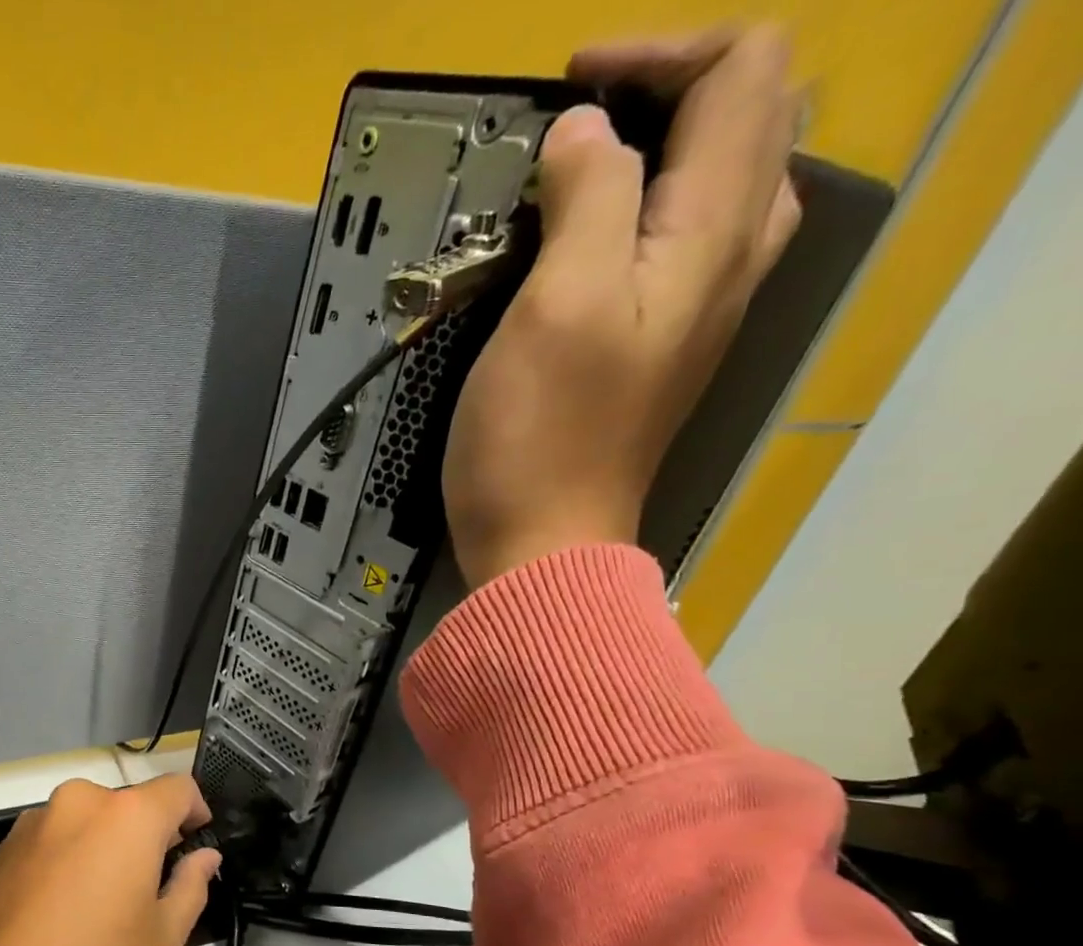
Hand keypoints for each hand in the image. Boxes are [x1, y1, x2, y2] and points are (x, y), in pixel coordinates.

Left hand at [0, 775, 220, 945]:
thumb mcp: (163, 938)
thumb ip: (191, 885)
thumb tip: (203, 856)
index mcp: (126, 817)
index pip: (178, 789)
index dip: (197, 812)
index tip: (196, 844)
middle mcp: (78, 803)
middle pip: (128, 804)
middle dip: (146, 835)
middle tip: (150, 886)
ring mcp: (32, 823)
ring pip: (86, 821)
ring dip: (103, 845)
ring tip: (100, 902)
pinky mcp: (1, 849)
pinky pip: (51, 838)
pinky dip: (67, 857)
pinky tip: (60, 909)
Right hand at [442, 27, 802, 588]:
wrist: (542, 545)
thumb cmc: (541, 437)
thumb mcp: (558, 304)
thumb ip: (589, 197)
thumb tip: (583, 135)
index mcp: (714, 231)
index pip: (743, 72)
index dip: (659, 53)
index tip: (566, 89)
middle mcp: (731, 258)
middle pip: (751, 116)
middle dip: (669, 90)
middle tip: (576, 126)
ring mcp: (701, 309)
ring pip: (725, 180)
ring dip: (661, 151)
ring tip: (579, 176)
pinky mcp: (662, 350)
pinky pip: (683, 244)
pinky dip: (642, 214)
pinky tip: (585, 245)